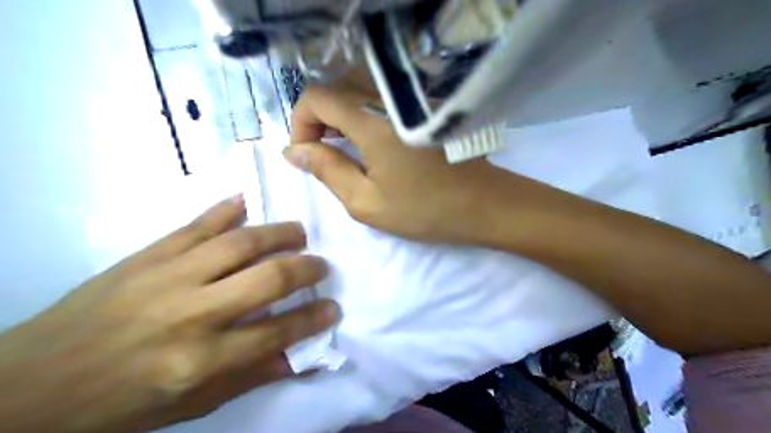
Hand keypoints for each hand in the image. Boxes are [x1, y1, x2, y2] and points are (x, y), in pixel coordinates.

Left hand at [1, 197, 339, 431]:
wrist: (32, 383)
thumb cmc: (122, 402)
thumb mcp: (192, 404)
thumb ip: (251, 375)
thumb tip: (299, 355)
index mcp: (201, 360)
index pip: (277, 332)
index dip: (312, 318)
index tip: (333, 307)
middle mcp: (192, 313)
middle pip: (266, 278)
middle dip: (305, 268)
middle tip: (321, 265)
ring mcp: (169, 276)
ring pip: (239, 243)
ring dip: (279, 233)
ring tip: (299, 232)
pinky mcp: (149, 255)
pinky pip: (197, 224)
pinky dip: (228, 208)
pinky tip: (248, 200)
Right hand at [283, 83, 541, 244]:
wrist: (483, 204)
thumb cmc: (425, 209)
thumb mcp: (366, 202)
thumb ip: (327, 171)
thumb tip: (294, 151)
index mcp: (373, 120)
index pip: (318, 96)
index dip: (301, 122)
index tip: (307, 154)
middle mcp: (390, 98)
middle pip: (337, 87)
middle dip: (320, 119)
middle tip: (324, 153)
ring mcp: (410, 98)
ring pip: (358, 89)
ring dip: (341, 115)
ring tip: (344, 149)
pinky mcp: (423, 105)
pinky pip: (381, 96)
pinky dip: (363, 113)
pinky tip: (370, 141)